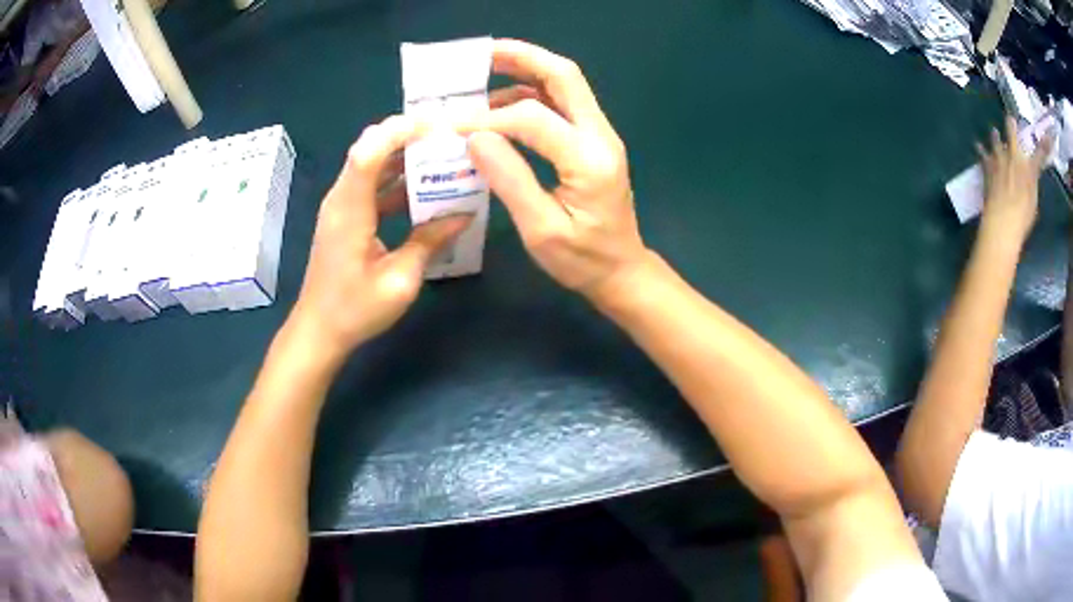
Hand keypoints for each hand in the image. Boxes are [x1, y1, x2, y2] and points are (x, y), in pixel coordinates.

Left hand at [287, 115, 469, 364]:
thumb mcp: (400, 281)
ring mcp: (342, 206)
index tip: (435, 126)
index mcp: (350, 210)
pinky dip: (397, 179)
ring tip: (443, 155)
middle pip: (369, 149)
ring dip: (405, 156)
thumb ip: (429, 242)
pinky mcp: (346, 216)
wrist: (319, 330)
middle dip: (408, 136)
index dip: (398, 131)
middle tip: (448, 137)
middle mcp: (342, 199)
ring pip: (372, 164)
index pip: (367, 152)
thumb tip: (464, 215)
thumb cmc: (355, 310)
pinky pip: (372, 184)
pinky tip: (425, 188)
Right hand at [466, 40, 649, 304]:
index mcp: (589, 160)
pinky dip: (530, 93)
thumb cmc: (583, 259)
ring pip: (564, 84)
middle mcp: (600, 136)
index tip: (449, 125)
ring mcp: (599, 135)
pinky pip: (562, 104)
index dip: (487, 118)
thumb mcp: (541, 229)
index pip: (533, 118)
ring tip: (482, 74)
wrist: (621, 270)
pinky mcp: (592, 141)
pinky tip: (501, 104)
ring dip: (525, 71)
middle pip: (564, 76)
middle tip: (479, 54)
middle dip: (522, 57)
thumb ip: (509, 179)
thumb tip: (475, 137)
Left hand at [978, 115, 1053, 243]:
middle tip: (1010, 118)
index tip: (1048, 136)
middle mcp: (1014, 156)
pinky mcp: (987, 165)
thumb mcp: (1033, 201)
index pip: (1039, 154)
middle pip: (1012, 132)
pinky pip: (982, 153)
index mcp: (1029, 168)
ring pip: (996, 138)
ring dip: (996, 136)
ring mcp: (999, 158)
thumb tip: (1029, 175)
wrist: (1003, 221)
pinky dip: (980, 149)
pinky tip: (977, 145)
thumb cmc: (1023, 217)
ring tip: (995, 132)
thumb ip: (1031, 183)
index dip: (1045, 145)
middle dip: (1011, 124)